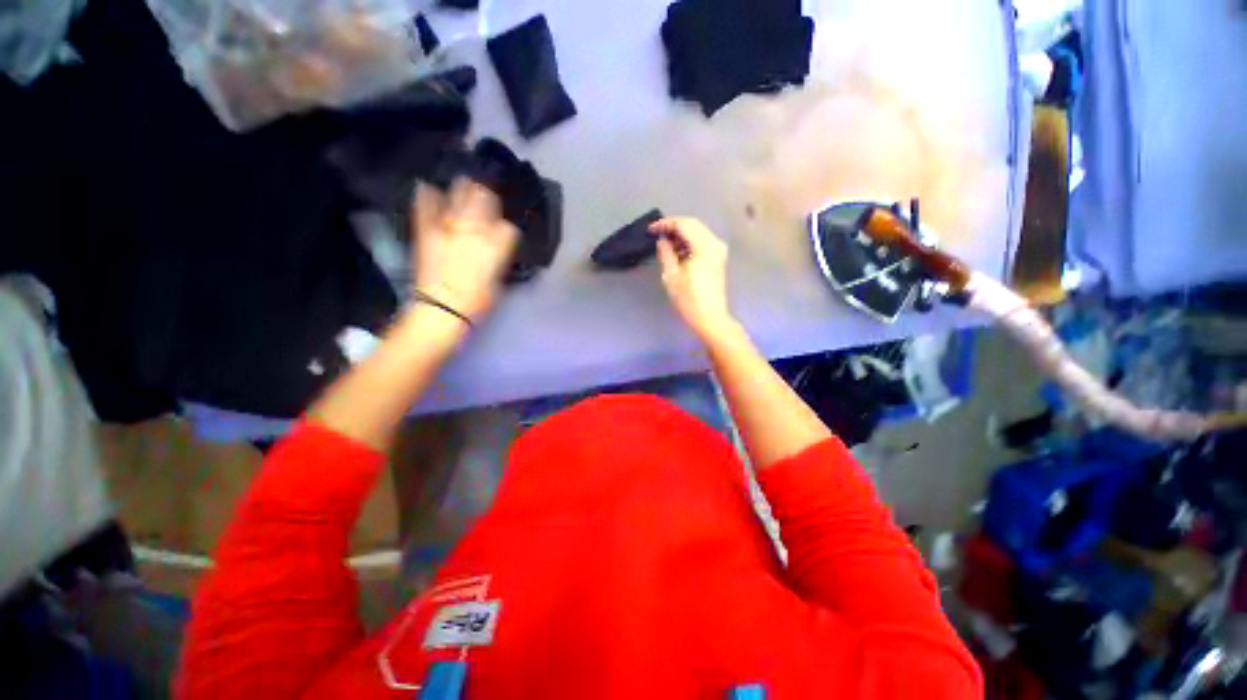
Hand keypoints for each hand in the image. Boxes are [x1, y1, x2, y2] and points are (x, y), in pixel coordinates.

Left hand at [411, 178, 518, 322]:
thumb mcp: (498, 281)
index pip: (507, 227)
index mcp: (496, 244)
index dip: (506, 229)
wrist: (442, 307)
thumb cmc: (478, 301)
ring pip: (460, 193)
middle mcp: (476, 228)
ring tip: (464, 186)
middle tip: (485, 197)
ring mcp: (450, 225)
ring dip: (464, 188)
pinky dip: (429, 194)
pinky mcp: (428, 228)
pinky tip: (429, 189)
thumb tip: (494, 248)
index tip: (503, 233)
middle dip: (487, 197)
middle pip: (485, 198)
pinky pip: (427, 202)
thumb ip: (498, 258)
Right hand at [650, 217, 736, 341]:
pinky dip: (689, 242)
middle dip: (674, 227)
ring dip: (681, 235)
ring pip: (698, 232)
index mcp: (704, 247)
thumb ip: (666, 254)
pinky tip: (677, 251)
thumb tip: (662, 241)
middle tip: (657, 234)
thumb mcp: (672, 277)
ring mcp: (718, 251)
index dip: (666, 224)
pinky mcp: (718, 259)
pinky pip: (702, 242)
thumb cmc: (689, 301)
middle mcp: (715, 244)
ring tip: (664, 243)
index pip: (684, 225)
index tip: (651, 229)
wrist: (711, 319)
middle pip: (693, 225)